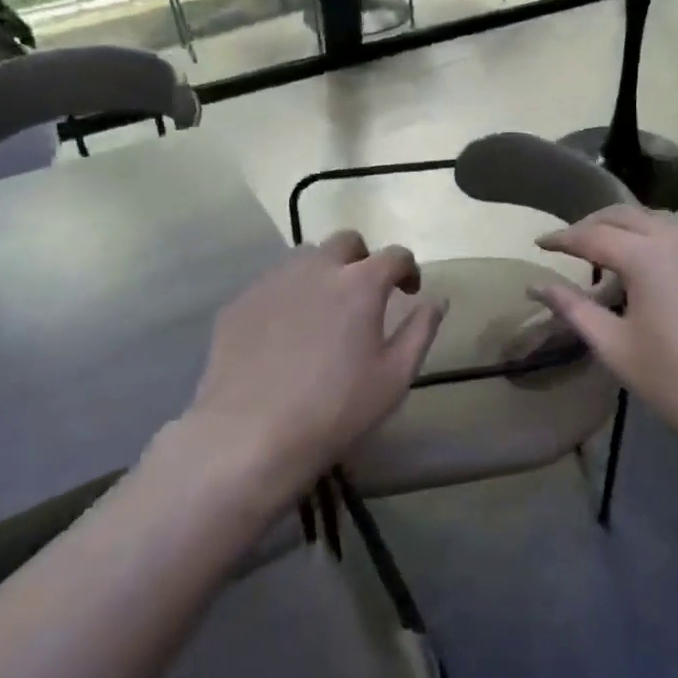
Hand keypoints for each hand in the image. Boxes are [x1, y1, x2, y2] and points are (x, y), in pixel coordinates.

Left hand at [158, 231, 446, 508]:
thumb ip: (421, 330)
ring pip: (305, 257)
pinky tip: (286, 332)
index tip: (409, 291)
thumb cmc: (336, 409)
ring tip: (325, 308)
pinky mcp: (240, 302)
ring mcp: (273, 282)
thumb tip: (438, 300)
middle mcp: (316, 269)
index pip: (394, 255)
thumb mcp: (395, 377)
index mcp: (360, 284)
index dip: (408, 269)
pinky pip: (273, 284)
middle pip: (346, 242)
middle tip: (366, 294)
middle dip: (363, 259)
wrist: (250, 436)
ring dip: (324, 271)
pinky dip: (289, 295)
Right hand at [529, 206, 677, 452]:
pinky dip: (663, 241)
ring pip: (662, 222)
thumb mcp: (617, 348)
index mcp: (648, 256)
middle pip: (627, 216)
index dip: (562, 238)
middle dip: (593, 223)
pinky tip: (662, 264)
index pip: (592, 235)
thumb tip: (537, 287)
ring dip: (630, 228)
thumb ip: (575, 310)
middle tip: (570, 242)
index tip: (539, 243)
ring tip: (612, 251)